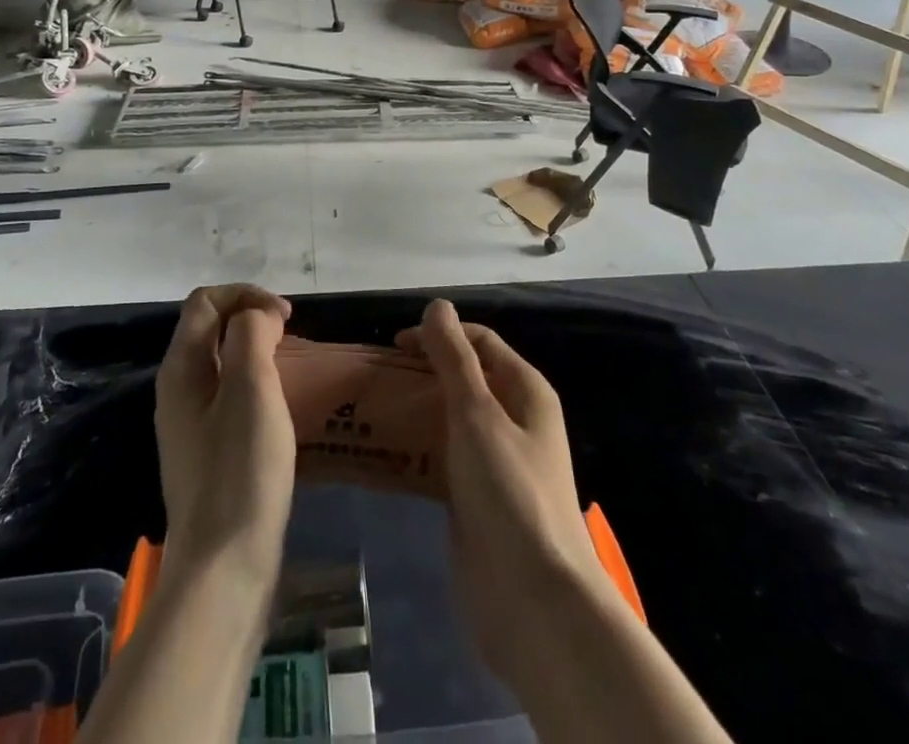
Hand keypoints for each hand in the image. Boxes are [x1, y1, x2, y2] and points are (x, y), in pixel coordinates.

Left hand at [155, 285, 295, 578]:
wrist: (223, 570)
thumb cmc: (240, 471)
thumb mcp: (251, 388)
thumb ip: (251, 334)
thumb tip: (257, 316)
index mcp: (181, 369)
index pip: (206, 301)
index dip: (246, 296)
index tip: (286, 319)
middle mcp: (178, 390)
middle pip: (211, 329)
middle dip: (252, 320)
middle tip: (292, 340)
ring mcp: (190, 425)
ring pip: (222, 364)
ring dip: (256, 353)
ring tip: (291, 368)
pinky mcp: (208, 454)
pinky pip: (229, 397)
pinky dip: (255, 385)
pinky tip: (280, 409)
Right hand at [397, 299, 610, 689]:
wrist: (534, 602)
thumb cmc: (509, 493)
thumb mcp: (477, 415)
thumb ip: (454, 359)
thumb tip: (436, 306)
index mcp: (526, 391)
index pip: (480, 342)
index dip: (439, 335)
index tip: (394, 346)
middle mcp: (515, 420)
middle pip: (465, 379)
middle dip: (424, 372)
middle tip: (377, 377)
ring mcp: (497, 462)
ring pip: (451, 420)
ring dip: (417, 411)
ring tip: (373, 409)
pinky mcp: (477, 499)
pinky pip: (444, 459)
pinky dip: (418, 450)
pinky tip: (385, 453)